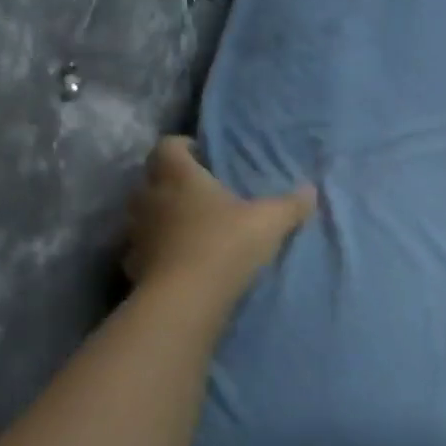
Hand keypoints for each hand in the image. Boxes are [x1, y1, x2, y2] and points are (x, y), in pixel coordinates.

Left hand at [124, 138, 316, 303]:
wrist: (186, 299)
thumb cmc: (226, 244)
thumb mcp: (270, 222)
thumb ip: (291, 205)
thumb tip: (312, 190)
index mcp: (179, 176)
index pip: (168, 146)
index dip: (184, 147)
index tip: (204, 156)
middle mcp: (150, 197)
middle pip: (151, 177)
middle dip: (171, 181)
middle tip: (200, 191)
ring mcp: (137, 232)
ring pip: (144, 213)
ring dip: (161, 215)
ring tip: (190, 226)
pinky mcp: (133, 264)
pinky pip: (142, 248)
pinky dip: (156, 249)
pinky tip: (177, 259)